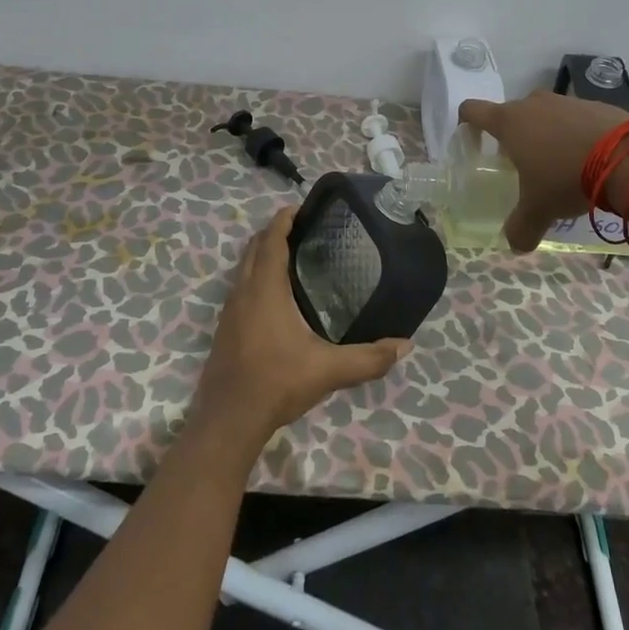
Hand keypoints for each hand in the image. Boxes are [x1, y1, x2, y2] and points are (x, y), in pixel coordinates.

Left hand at [192, 207, 410, 451]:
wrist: (228, 421)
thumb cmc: (277, 383)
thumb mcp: (328, 371)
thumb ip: (368, 358)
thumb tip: (405, 346)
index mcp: (265, 289)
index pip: (271, 240)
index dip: (283, 219)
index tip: (301, 207)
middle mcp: (243, 292)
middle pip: (254, 248)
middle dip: (273, 232)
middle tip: (302, 228)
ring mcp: (229, 311)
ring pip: (243, 267)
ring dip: (262, 254)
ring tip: (291, 256)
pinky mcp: (224, 329)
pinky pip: (239, 287)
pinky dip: (255, 276)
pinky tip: (274, 297)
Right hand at [459, 92, 628, 251]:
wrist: (626, 157)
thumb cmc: (566, 177)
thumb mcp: (539, 209)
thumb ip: (521, 227)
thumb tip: (515, 245)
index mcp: (509, 122)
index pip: (472, 110)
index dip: (467, 123)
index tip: (471, 141)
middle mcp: (533, 103)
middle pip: (511, 114)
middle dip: (513, 137)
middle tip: (522, 165)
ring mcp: (565, 101)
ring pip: (545, 115)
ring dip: (546, 134)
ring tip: (560, 165)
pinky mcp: (595, 104)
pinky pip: (575, 118)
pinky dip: (575, 134)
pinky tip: (590, 159)